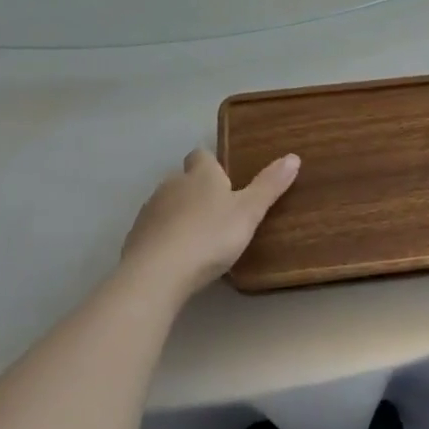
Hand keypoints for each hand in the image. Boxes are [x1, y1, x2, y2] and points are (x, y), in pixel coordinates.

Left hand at [120, 148, 300, 299]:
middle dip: (196, 191)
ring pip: (166, 204)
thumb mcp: (249, 212)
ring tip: (197, 237)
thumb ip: (269, 186)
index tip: (224, 179)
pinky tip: (176, 257)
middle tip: (217, 213)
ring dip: (179, 214)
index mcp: (200, 175)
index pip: (201, 155)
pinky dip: (164, 237)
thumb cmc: (210, 236)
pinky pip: (154, 230)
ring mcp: (149, 211)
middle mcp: (172, 185)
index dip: (211, 164)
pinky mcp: (135, 237)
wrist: (157, 273)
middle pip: (183, 179)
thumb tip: (293, 157)